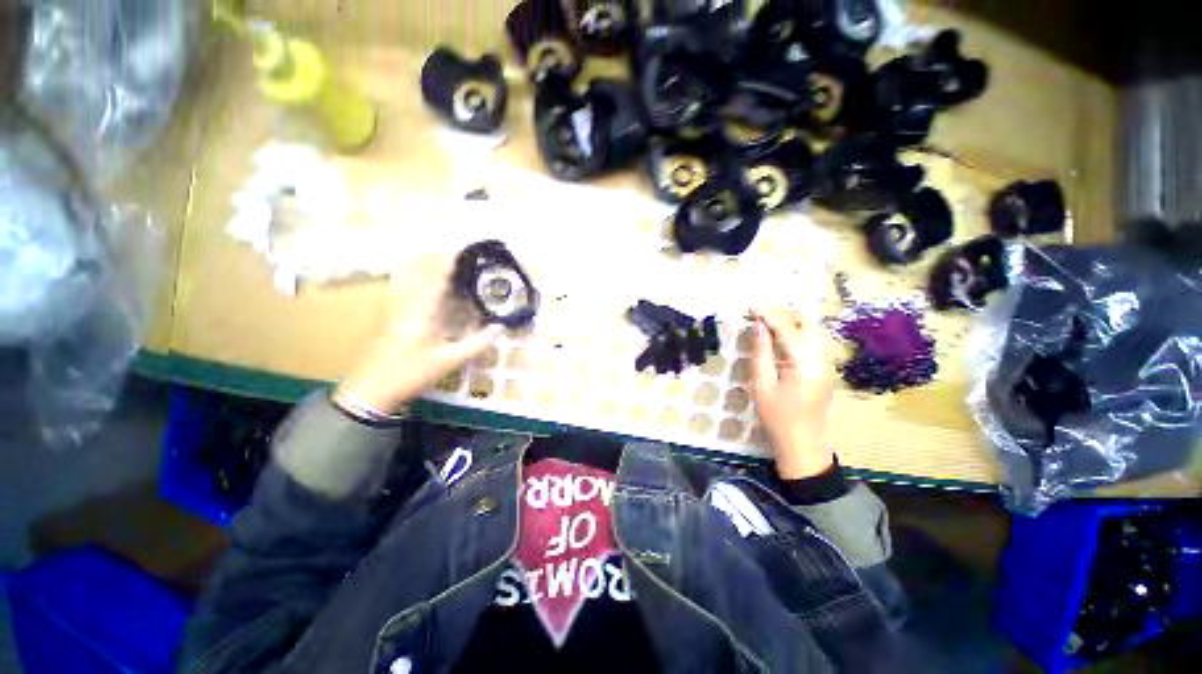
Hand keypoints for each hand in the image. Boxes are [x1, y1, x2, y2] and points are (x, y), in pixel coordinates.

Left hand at [336, 254, 502, 412]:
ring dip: (424, 264)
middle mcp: (405, 302)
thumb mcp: (451, 360)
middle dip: (437, 257)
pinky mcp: (387, 313)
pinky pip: (400, 285)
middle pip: (418, 269)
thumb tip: (501, 327)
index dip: (449, 260)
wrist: (370, 389)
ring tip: (442, 262)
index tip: (463, 248)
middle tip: (458, 255)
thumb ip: (478, 343)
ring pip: (406, 274)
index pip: (437, 277)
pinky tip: (421, 281)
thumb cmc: (412, 373)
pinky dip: (413, 275)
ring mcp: (393, 306)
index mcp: (422, 311)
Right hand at [750, 307, 837, 479]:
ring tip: (763, 322)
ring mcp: (825, 365)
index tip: (750, 306)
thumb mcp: (762, 385)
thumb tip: (758, 327)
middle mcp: (821, 359)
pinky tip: (776, 339)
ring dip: (786, 325)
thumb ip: (761, 353)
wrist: (803, 446)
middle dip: (779, 316)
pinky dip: (791, 337)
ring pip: (806, 334)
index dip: (769, 315)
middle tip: (756, 314)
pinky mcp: (823, 371)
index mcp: (806, 362)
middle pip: (802, 326)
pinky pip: (807, 345)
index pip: (787, 328)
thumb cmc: (778, 418)